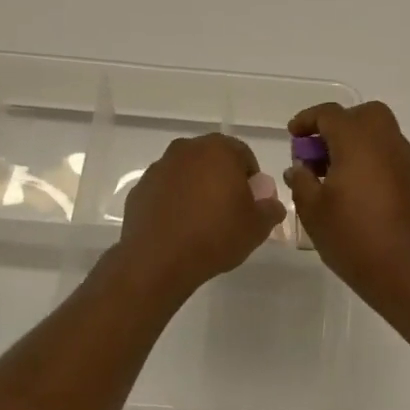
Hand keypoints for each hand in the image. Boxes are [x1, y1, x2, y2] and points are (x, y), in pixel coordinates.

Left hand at [113, 133, 286, 299]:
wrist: (159, 260)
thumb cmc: (215, 235)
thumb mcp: (257, 227)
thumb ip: (270, 209)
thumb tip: (271, 204)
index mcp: (218, 150)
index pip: (243, 154)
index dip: (251, 178)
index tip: (252, 202)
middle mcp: (186, 150)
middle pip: (212, 160)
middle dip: (223, 179)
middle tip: (230, 210)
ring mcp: (159, 168)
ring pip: (187, 173)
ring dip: (197, 189)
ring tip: (203, 222)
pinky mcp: (139, 189)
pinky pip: (166, 190)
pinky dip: (174, 202)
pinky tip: (180, 228)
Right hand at [286, 102, 409, 310]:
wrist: (407, 271)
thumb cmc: (353, 237)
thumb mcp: (313, 210)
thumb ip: (301, 181)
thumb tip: (299, 168)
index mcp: (357, 141)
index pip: (330, 114)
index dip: (307, 121)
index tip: (293, 136)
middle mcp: (386, 142)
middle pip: (363, 115)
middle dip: (338, 125)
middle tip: (318, 151)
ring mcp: (405, 161)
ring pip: (379, 134)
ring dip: (355, 143)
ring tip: (332, 174)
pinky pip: (389, 156)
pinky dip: (371, 160)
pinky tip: (355, 190)